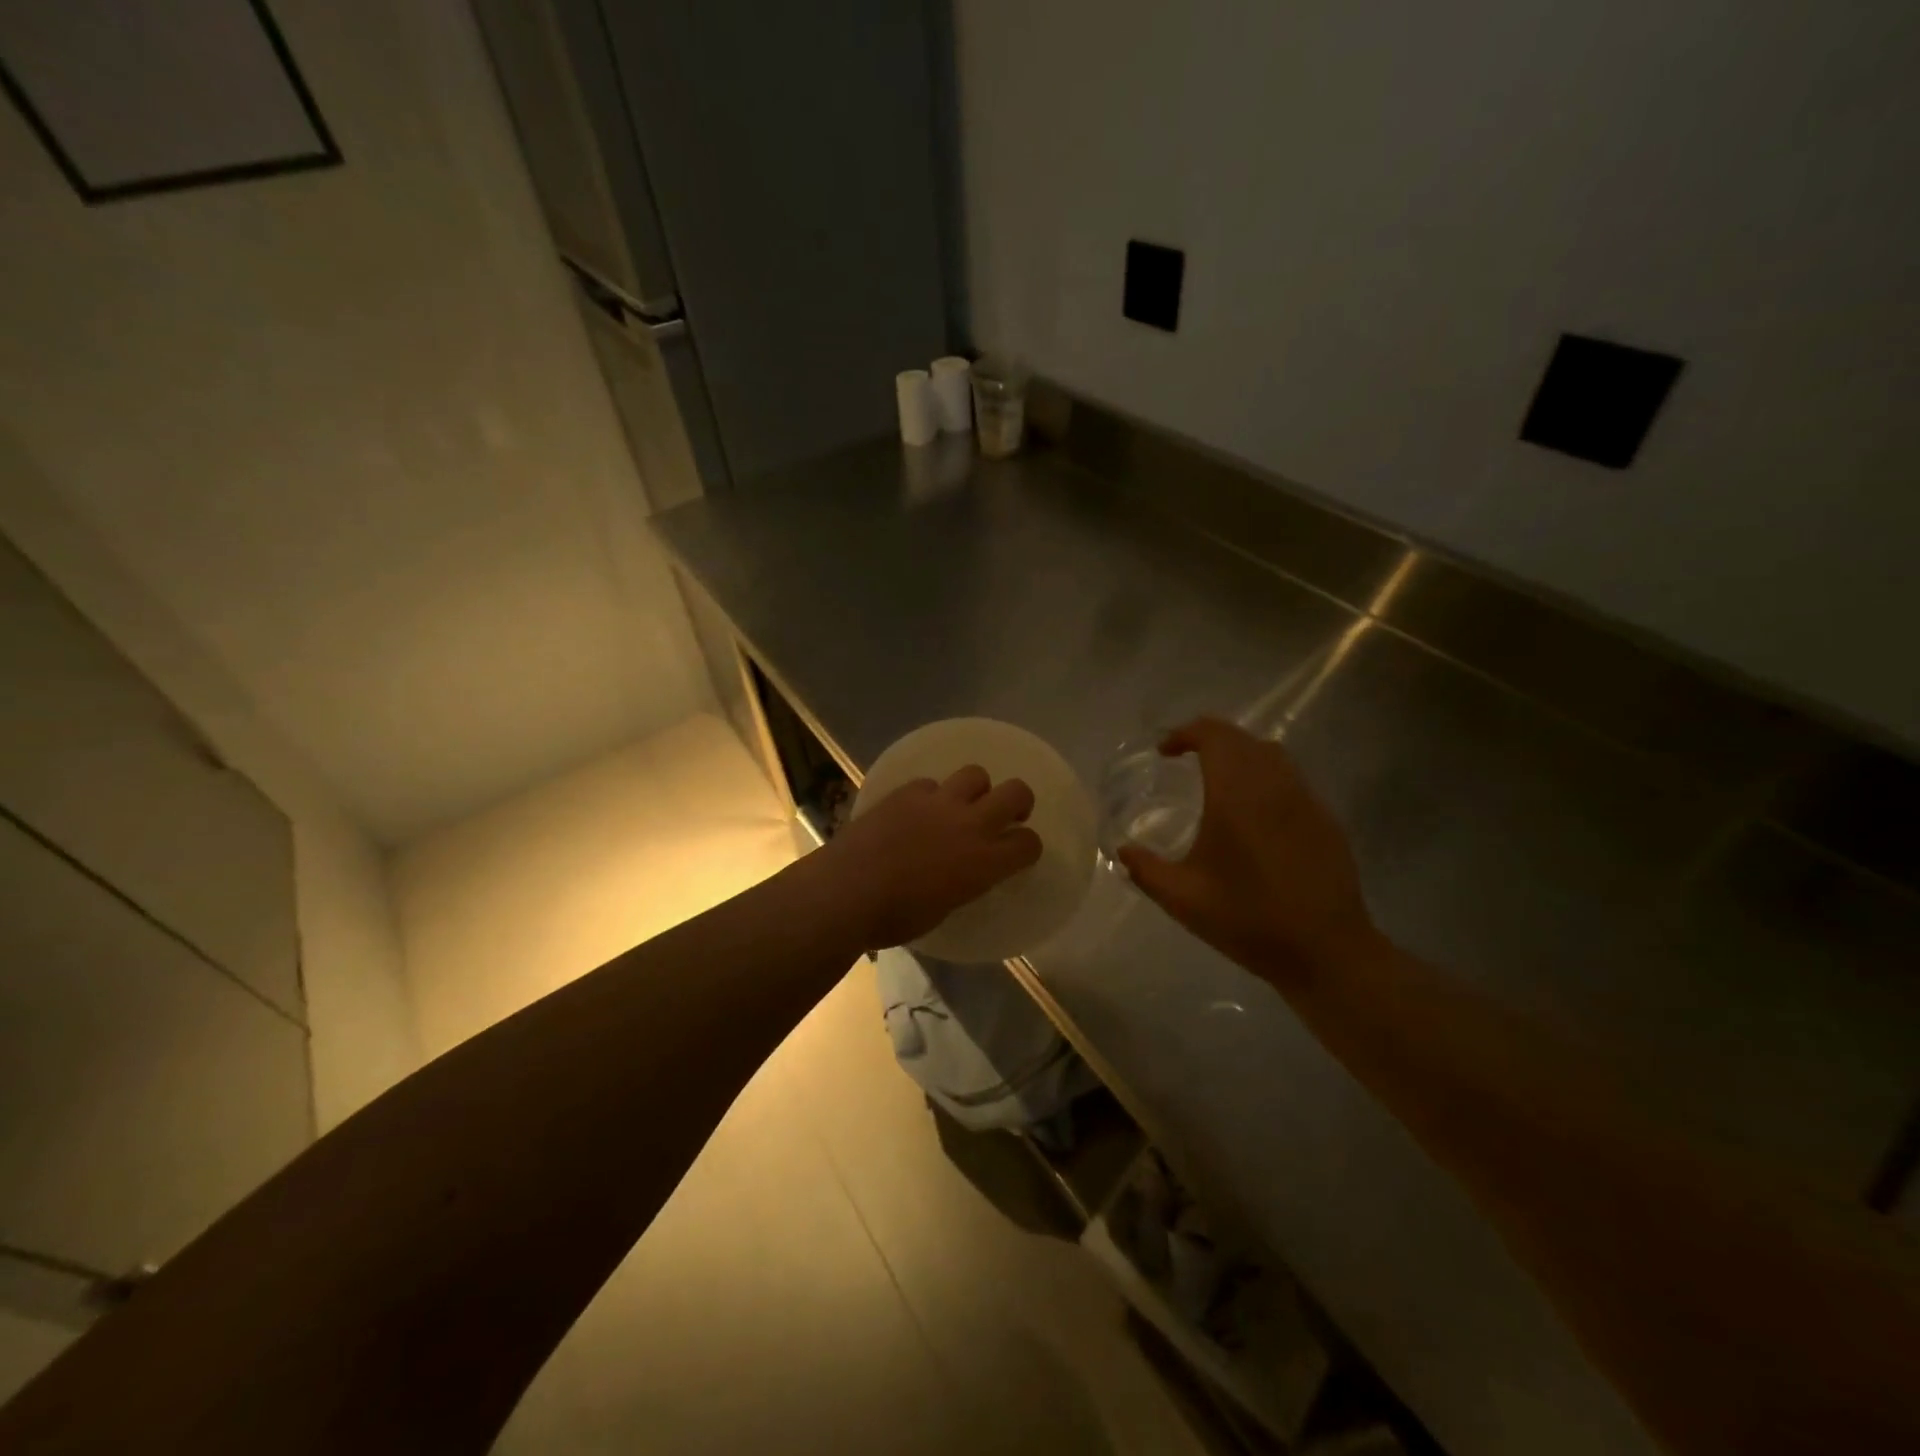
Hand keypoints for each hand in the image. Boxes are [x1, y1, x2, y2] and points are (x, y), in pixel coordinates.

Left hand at [820, 766, 1042, 949]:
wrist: (847, 891)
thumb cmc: (895, 917)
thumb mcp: (945, 908)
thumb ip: (964, 882)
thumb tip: (962, 872)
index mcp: (984, 862)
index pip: (1028, 843)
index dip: (1027, 847)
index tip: (1017, 852)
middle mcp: (970, 824)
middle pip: (1016, 792)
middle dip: (1019, 801)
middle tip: (1008, 814)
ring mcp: (938, 802)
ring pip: (975, 774)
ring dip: (976, 789)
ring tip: (961, 805)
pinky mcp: (907, 792)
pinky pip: (930, 783)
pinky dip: (930, 796)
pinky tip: (916, 811)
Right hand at [1117, 717, 1379, 984]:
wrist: (1326, 952)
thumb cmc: (1248, 920)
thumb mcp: (1182, 899)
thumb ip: (1145, 869)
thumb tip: (1123, 851)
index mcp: (1237, 795)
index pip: (1214, 735)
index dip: (1185, 733)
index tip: (1164, 752)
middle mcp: (1274, 786)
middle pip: (1242, 738)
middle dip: (1210, 739)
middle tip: (1184, 760)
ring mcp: (1306, 801)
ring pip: (1272, 755)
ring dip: (1240, 755)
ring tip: (1218, 781)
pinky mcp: (1325, 820)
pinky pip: (1291, 780)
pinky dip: (1265, 778)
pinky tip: (1254, 815)